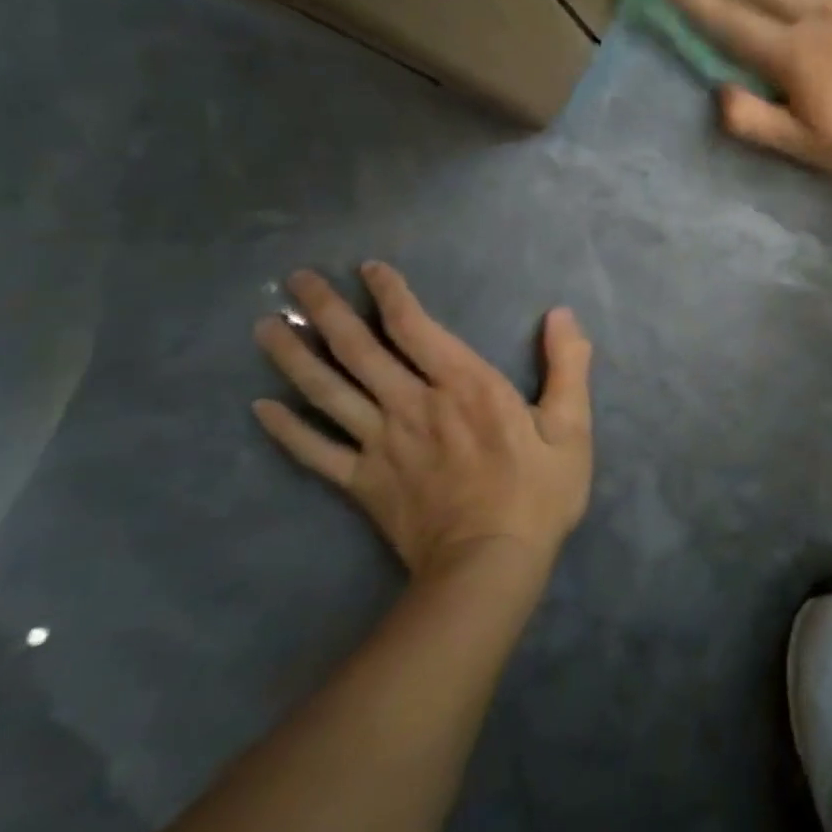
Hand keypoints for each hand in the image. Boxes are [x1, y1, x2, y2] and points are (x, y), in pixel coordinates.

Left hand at [251, 263, 593, 579]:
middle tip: (297, 281)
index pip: (416, 327)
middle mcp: (414, 404)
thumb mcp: (571, 425)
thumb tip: (561, 314)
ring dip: (293, 357)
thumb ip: (567, 365)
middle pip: (360, 350)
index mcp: (465, 385)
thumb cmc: (537, 491)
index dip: (390, 294)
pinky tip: (260, 408)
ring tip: (265, 327)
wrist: (490, 563)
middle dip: (328, 311)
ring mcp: (382, 444)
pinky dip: (286, 429)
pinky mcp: (363, 482)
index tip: (367, 268)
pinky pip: (316, 451)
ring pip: (328, 392)